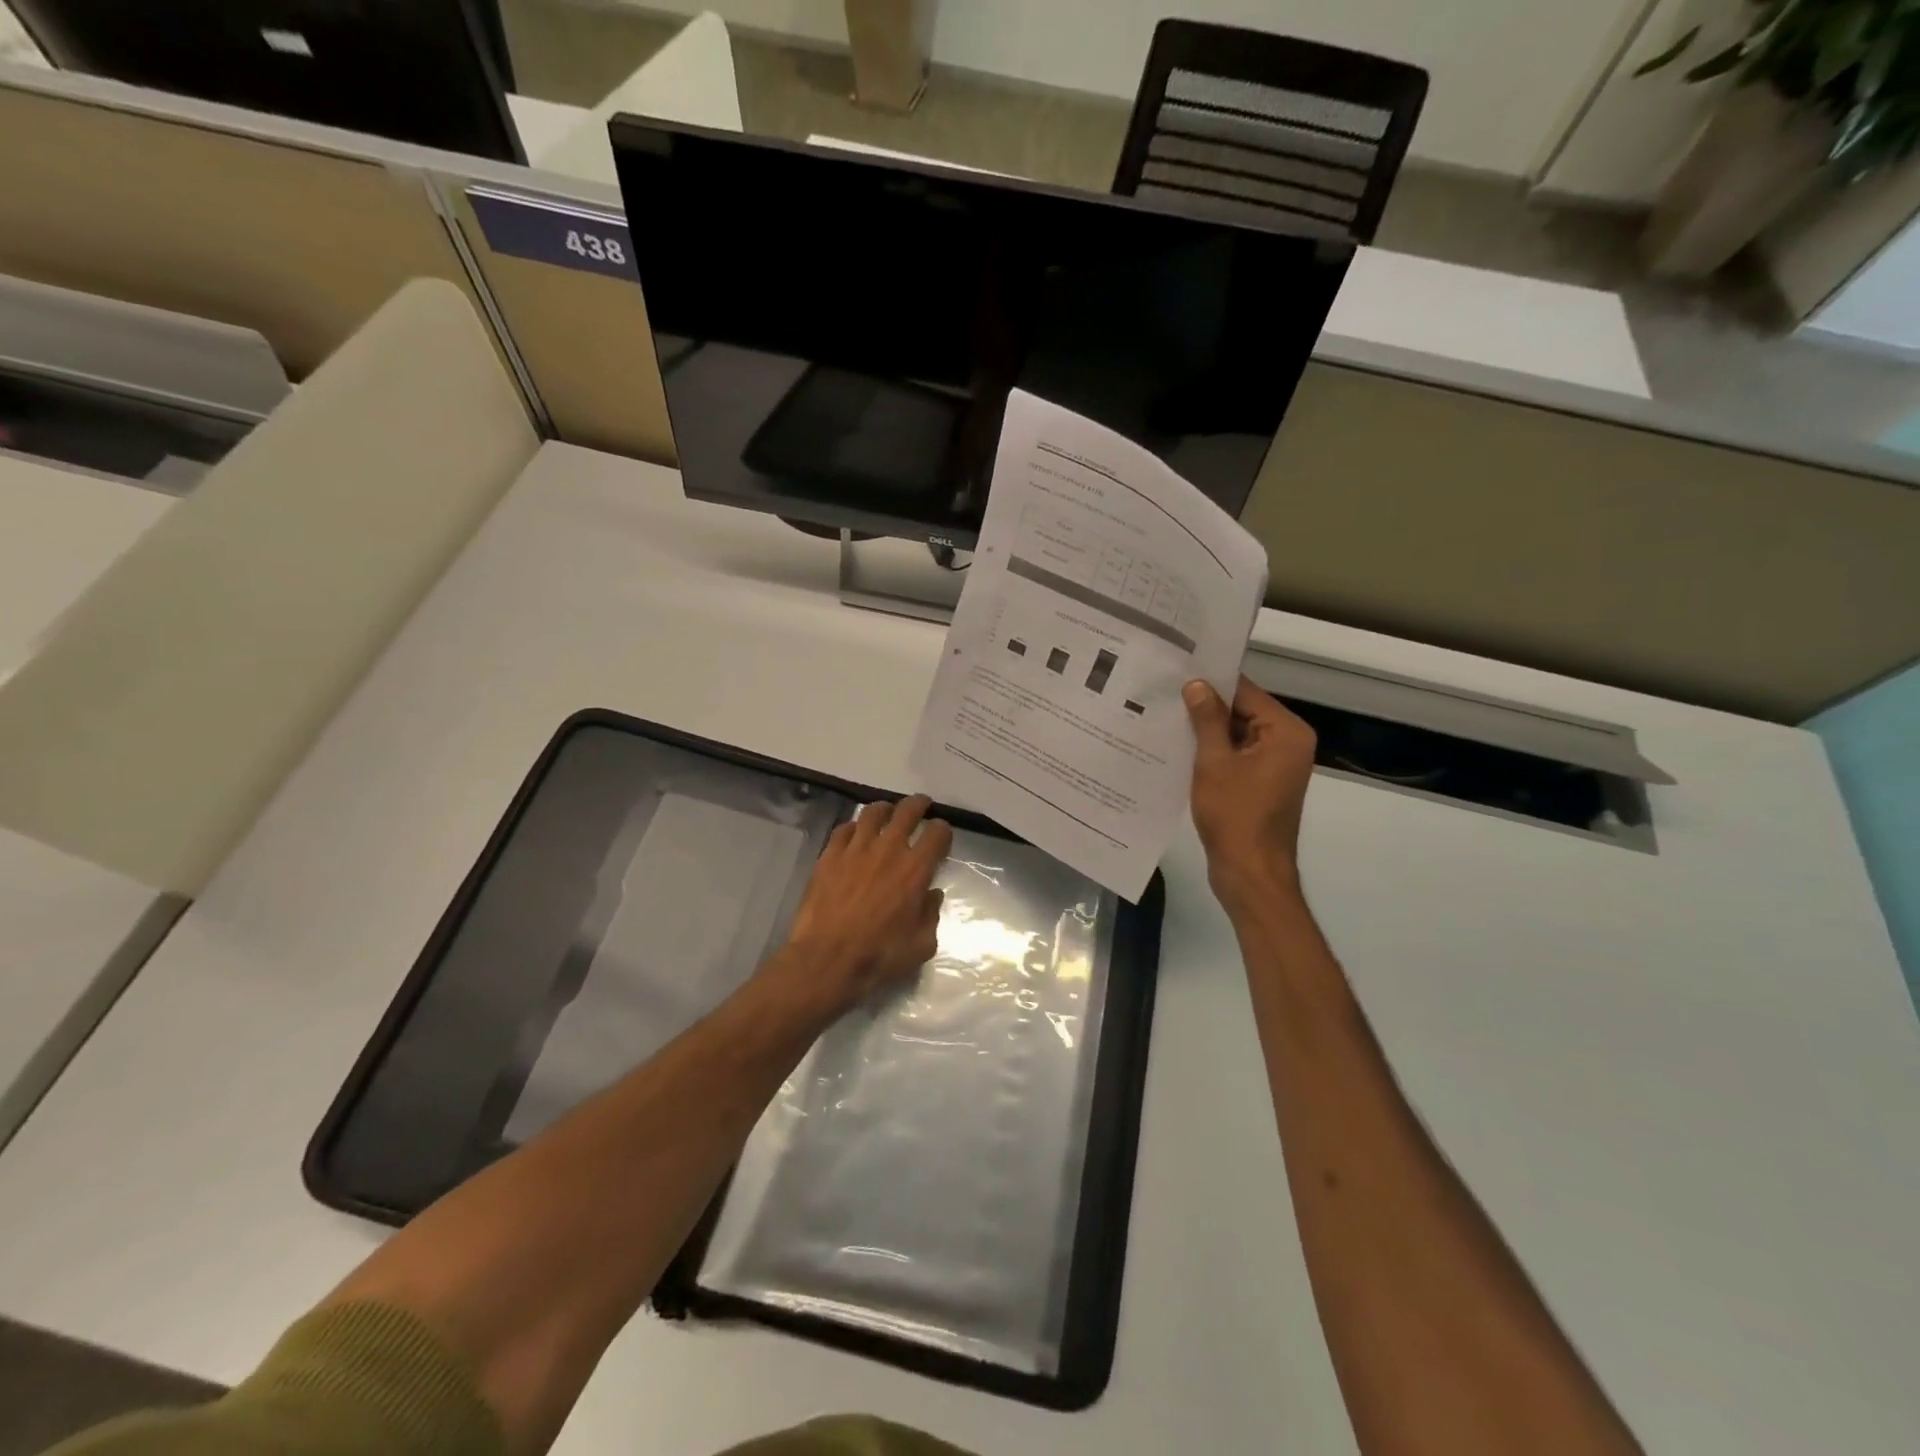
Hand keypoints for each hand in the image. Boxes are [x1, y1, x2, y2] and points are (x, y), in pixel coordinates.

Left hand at [780, 794, 952, 1012]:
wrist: (827, 959)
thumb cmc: (879, 955)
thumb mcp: (921, 945)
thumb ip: (931, 915)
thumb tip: (931, 895)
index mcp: (916, 869)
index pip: (937, 833)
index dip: (943, 830)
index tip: (941, 835)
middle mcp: (888, 849)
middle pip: (907, 811)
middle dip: (919, 805)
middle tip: (921, 806)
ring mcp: (856, 849)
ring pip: (873, 812)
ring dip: (885, 809)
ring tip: (887, 813)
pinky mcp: (829, 855)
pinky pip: (844, 829)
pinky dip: (853, 827)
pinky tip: (854, 834)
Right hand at [1185, 677, 1316, 903]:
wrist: (1250, 873)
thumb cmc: (1235, 816)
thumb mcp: (1214, 763)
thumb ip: (1207, 720)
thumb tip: (1197, 684)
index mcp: (1286, 732)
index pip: (1246, 692)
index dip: (1211, 683)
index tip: (1177, 673)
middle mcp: (1288, 743)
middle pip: (1243, 711)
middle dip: (1206, 707)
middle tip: (1164, 694)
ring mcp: (1277, 765)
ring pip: (1237, 735)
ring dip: (1206, 731)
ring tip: (1165, 718)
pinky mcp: (1262, 783)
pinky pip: (1236, 756)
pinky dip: (1213, 753)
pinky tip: (1179, 748)